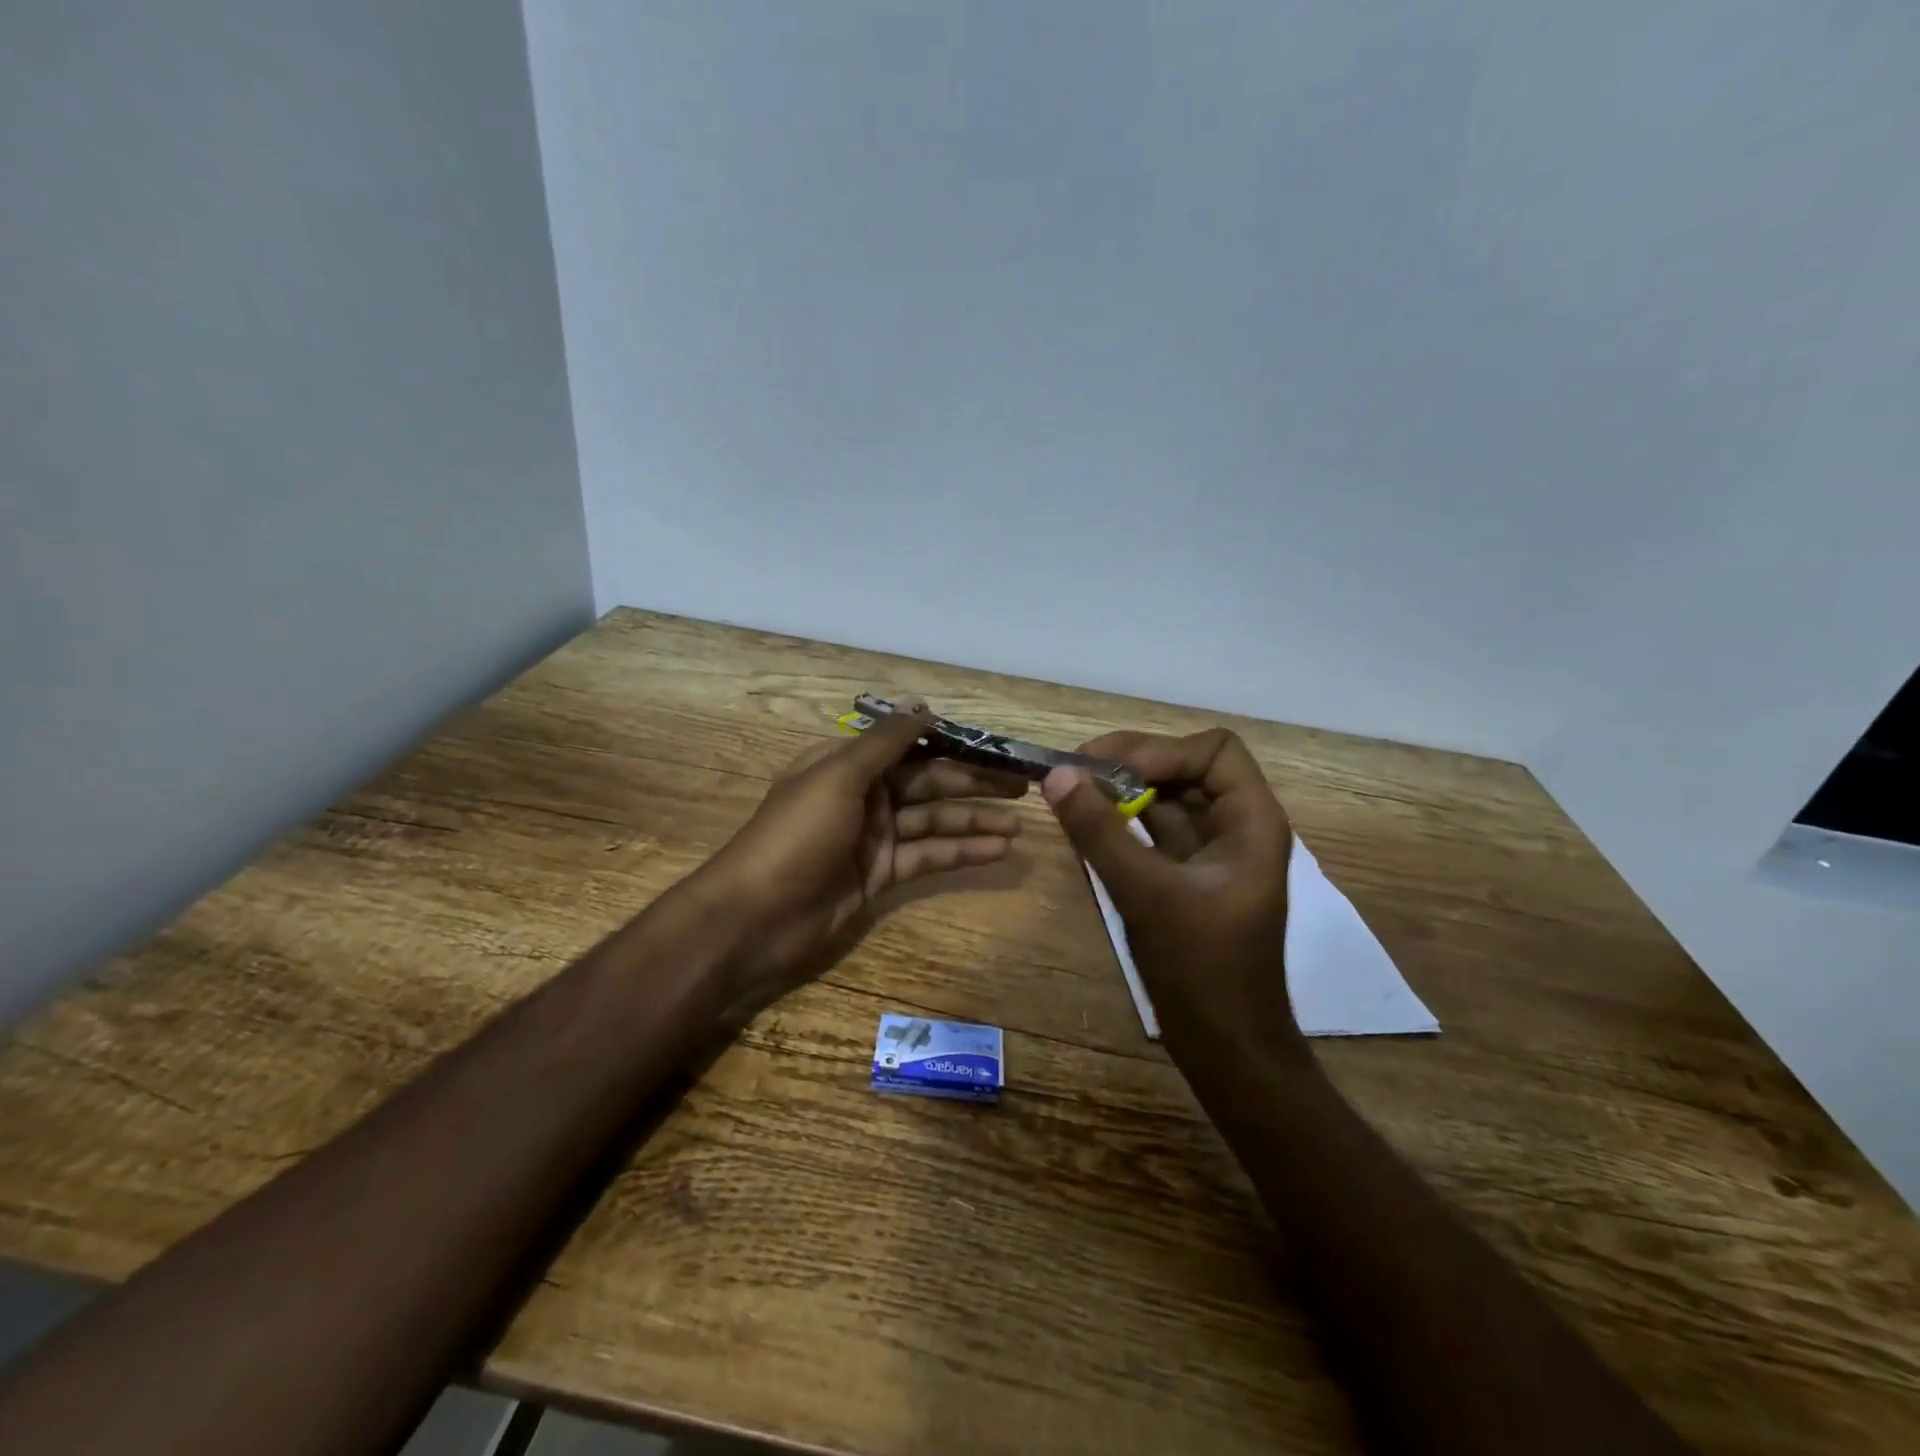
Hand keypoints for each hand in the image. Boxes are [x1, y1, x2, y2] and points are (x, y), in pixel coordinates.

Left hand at [697, 703, 1026, 1025]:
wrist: (754, 918)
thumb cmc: (794, 836)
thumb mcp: (837, 776)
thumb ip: (884, 742)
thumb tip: (924, 705)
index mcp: (847, 763)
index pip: (911, 745)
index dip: (954, 744)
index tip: (996, 746)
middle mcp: (864, 795)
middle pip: (929, 782)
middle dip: (975, 782)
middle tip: (1024, 785)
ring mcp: (874, 837)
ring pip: (934, 821)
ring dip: (975, 821)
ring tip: (1021, 823)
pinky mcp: (881, 875)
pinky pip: (929, 856)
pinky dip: (962, 853)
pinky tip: (998, 850)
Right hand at [1041, 727, 1302, 1057]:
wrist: (1226, 1048)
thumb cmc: (1202, 969)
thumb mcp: (1147, 894)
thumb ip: (1101, 832)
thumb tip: (1057, 774)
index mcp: (1252, 821)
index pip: (1213, 750)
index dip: (1161, 750)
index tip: (1107, 769)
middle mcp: (1236, 827)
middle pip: (1186, 766)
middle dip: (1131, 762)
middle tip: (1074, 771)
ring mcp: (1210, 852)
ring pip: (1166, 797)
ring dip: (1121, 789)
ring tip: (1071, 792)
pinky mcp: (1186, 876)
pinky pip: (1152, 829)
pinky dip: (1120, 821)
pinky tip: (1085, 825)